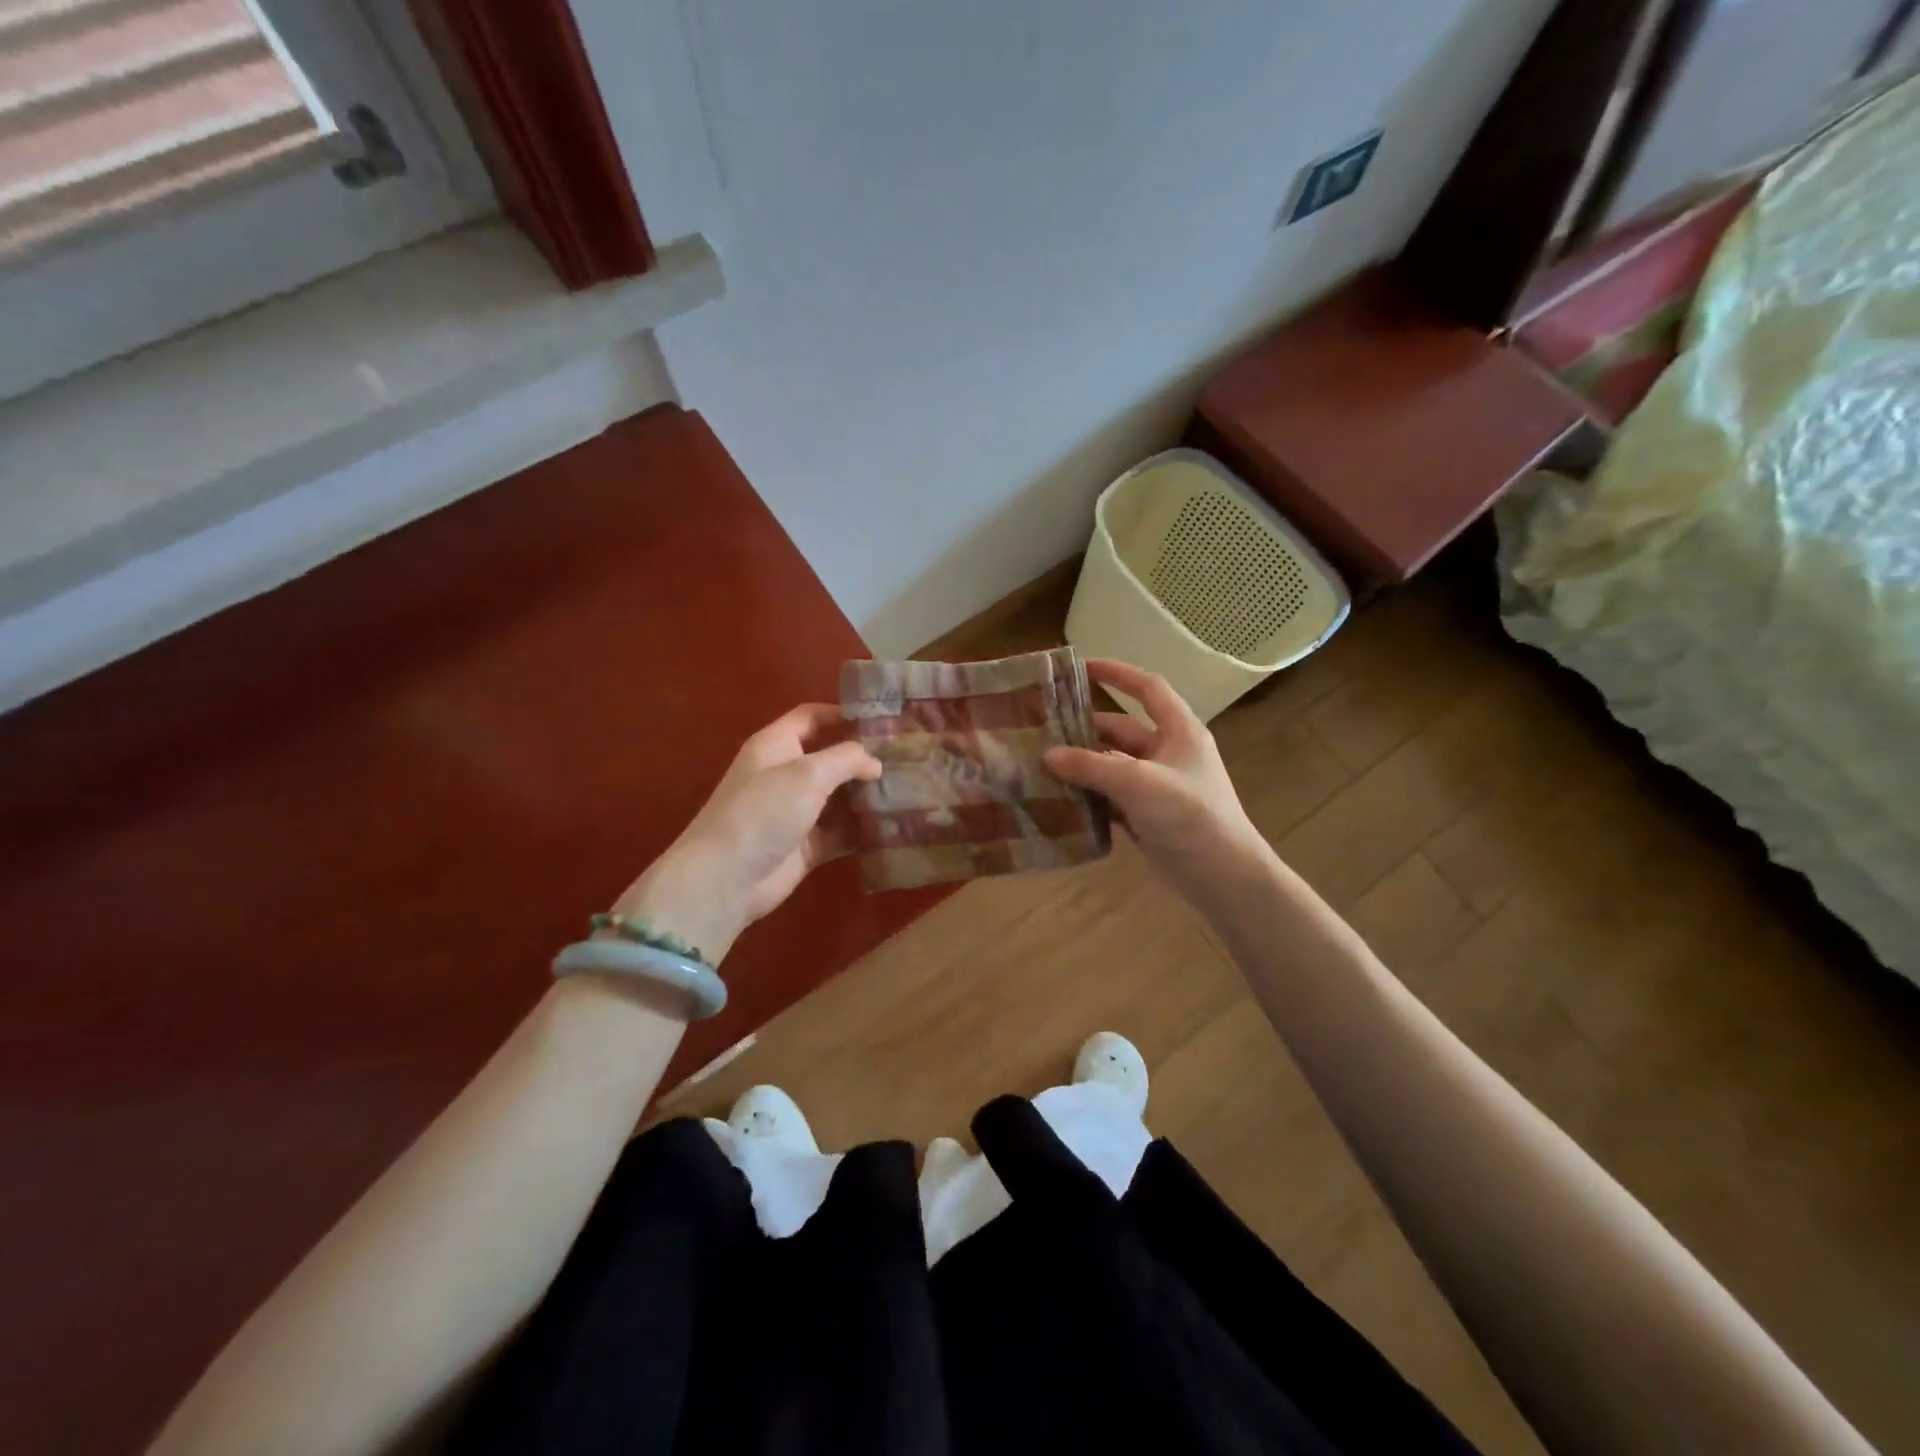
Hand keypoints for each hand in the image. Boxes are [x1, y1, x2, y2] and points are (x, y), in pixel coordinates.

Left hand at [610, 705, 879, 964]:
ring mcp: (796, 811)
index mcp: (776, 745)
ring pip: (839, 796)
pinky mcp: (807, 844)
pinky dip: (862, 829)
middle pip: (830, 757)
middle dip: (864, 758)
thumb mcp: (807, 774)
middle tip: (906, 758)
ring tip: (909, 790)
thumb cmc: (763, 812)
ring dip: (867, 795)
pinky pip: (841, 831)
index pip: (811, 717)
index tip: (882, 717)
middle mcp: (786, 774)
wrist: (726, 879)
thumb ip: (846, 759)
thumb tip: (875, 763)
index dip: (842, 713)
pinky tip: (893, 826)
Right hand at [1044, 659, 1271, 901]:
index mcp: (1179, 731)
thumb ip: (1092, 767)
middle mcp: (1167, 752)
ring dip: (1081, 765)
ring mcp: (1156, 785)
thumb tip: (1048, 755)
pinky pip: (1109, 796)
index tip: (1081, 666)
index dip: (1117, 673)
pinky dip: (1087, 795)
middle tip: (1043, 728)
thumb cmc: (1191, 816)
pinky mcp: (1145, 815)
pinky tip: (1057, 797)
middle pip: (1120, 730)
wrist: (1222, 877)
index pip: (1148, 688)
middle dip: (1085, 729)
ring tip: (1041, 762)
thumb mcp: (1140, 784)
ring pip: (1111, 765)